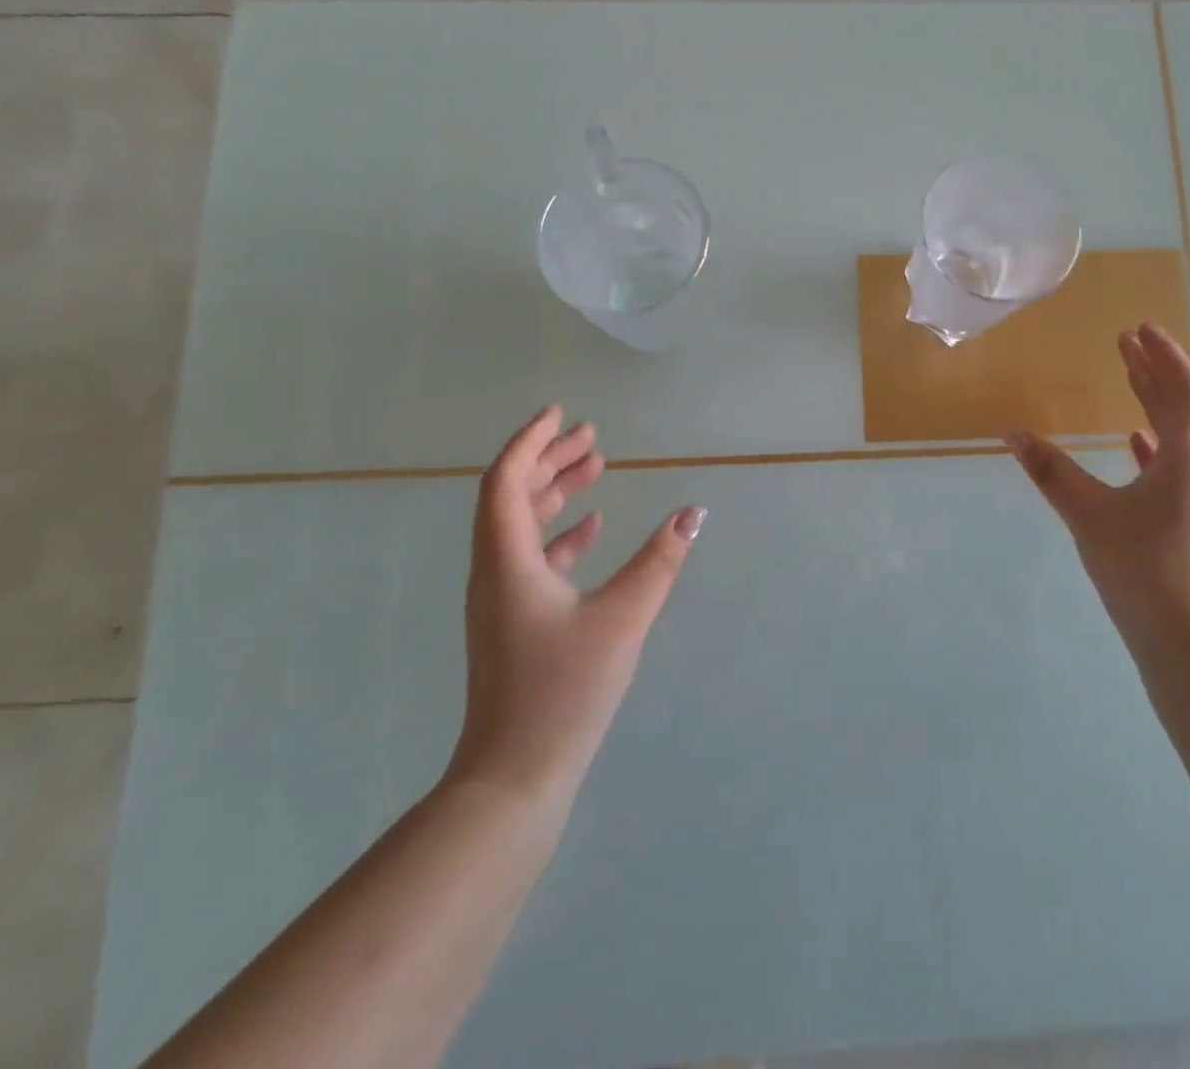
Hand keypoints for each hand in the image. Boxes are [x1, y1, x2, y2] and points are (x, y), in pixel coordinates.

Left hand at [446, 406, 704, 799]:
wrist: (515, 776)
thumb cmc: (564, 689)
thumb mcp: (622, 618)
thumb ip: (660, 561)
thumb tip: (694, 513)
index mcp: (507, 561)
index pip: (506, 481)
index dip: (531, 442)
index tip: (561, 414)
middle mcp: (495, 571)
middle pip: (513, 496)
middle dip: (550, 459)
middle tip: (591, 436)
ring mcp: (502, 598)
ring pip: (522, 526)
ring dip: (556, 493)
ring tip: (596, 468)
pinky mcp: (515, 622)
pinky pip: (534, 557)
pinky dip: (561, 534)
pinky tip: (595, 528)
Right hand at [1008, 323, 1189, 672]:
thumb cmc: (1144, 572)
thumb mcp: (1089, 517)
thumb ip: (1051, 472)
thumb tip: (1012, 433)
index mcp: (1187, 460)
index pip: (1183, 391)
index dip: (1163, 356)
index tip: (1138, 329)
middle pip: (1182, 408)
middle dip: (1154, 371)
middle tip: (1126, 343)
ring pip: (1178, 436)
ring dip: (1153, 404)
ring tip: (1128, 379)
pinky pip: (1173, 467)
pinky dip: (1153, 446)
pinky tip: (1134, 443)